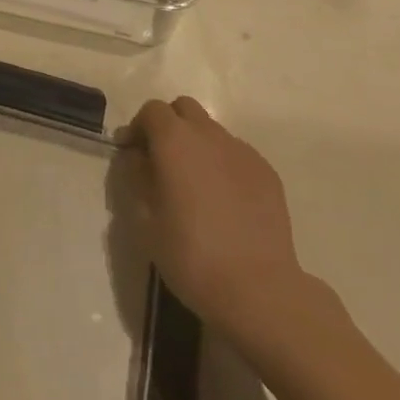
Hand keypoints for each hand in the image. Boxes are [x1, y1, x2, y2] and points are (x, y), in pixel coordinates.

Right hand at [118, 97, 309, 332]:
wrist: (259, 290)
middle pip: (184, 109)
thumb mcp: (146, 221)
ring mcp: (241, 151)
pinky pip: (237, 155)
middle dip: (170, 125)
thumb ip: (138, 179)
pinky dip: (224, 165)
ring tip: (197, 184)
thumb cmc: (192, 256)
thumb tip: (139, 158)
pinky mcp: (267, 172)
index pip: (152, 111)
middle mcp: (208, 134)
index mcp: (174, 140)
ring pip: (212, 131)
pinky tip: (225, 201)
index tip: (133, 154)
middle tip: (163, 160)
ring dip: (198, 145)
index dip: (139, 127)